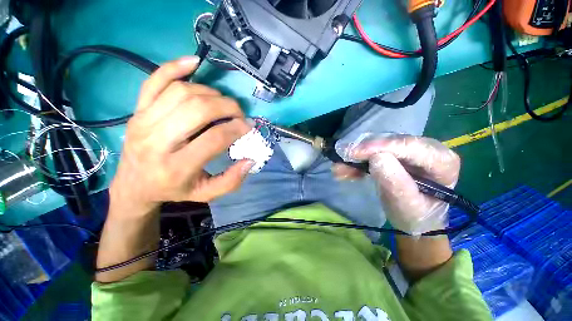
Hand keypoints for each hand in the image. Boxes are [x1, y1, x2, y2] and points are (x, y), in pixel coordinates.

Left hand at [109, 56, 252, 214]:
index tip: (248, 126)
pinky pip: (155, 80)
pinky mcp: (137, 110)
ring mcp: (143, 121)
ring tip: (222, 102)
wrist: (135, 185)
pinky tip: (194, 63)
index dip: (237, 128)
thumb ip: (231, 181)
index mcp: (177, 167)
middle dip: (227, 106)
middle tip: (238, 113)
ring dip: (210, 93)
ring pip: (181, 92)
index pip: (214, 138)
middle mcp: (156, 141)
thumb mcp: (206, 194)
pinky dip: (175, 67)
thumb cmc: (174, 190)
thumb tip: (250, 160)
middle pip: (198, 109)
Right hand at [334, 135, 460, 233]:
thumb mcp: (407, 206)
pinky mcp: (397, 153)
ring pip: (379, 145)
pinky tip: (348, 170)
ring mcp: (411, 149)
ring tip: (340, 170)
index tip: (352, 153)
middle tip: (340, 162)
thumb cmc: (415, 217)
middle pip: (390, 142)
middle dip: (363, 152)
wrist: (414, 220)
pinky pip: (374, 151)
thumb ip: (396, 183)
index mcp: (442, 161)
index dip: (378, 146)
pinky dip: (358, 161)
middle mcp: (428, 148)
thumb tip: (376, 157)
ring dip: (357, 157)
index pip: (409, 146)